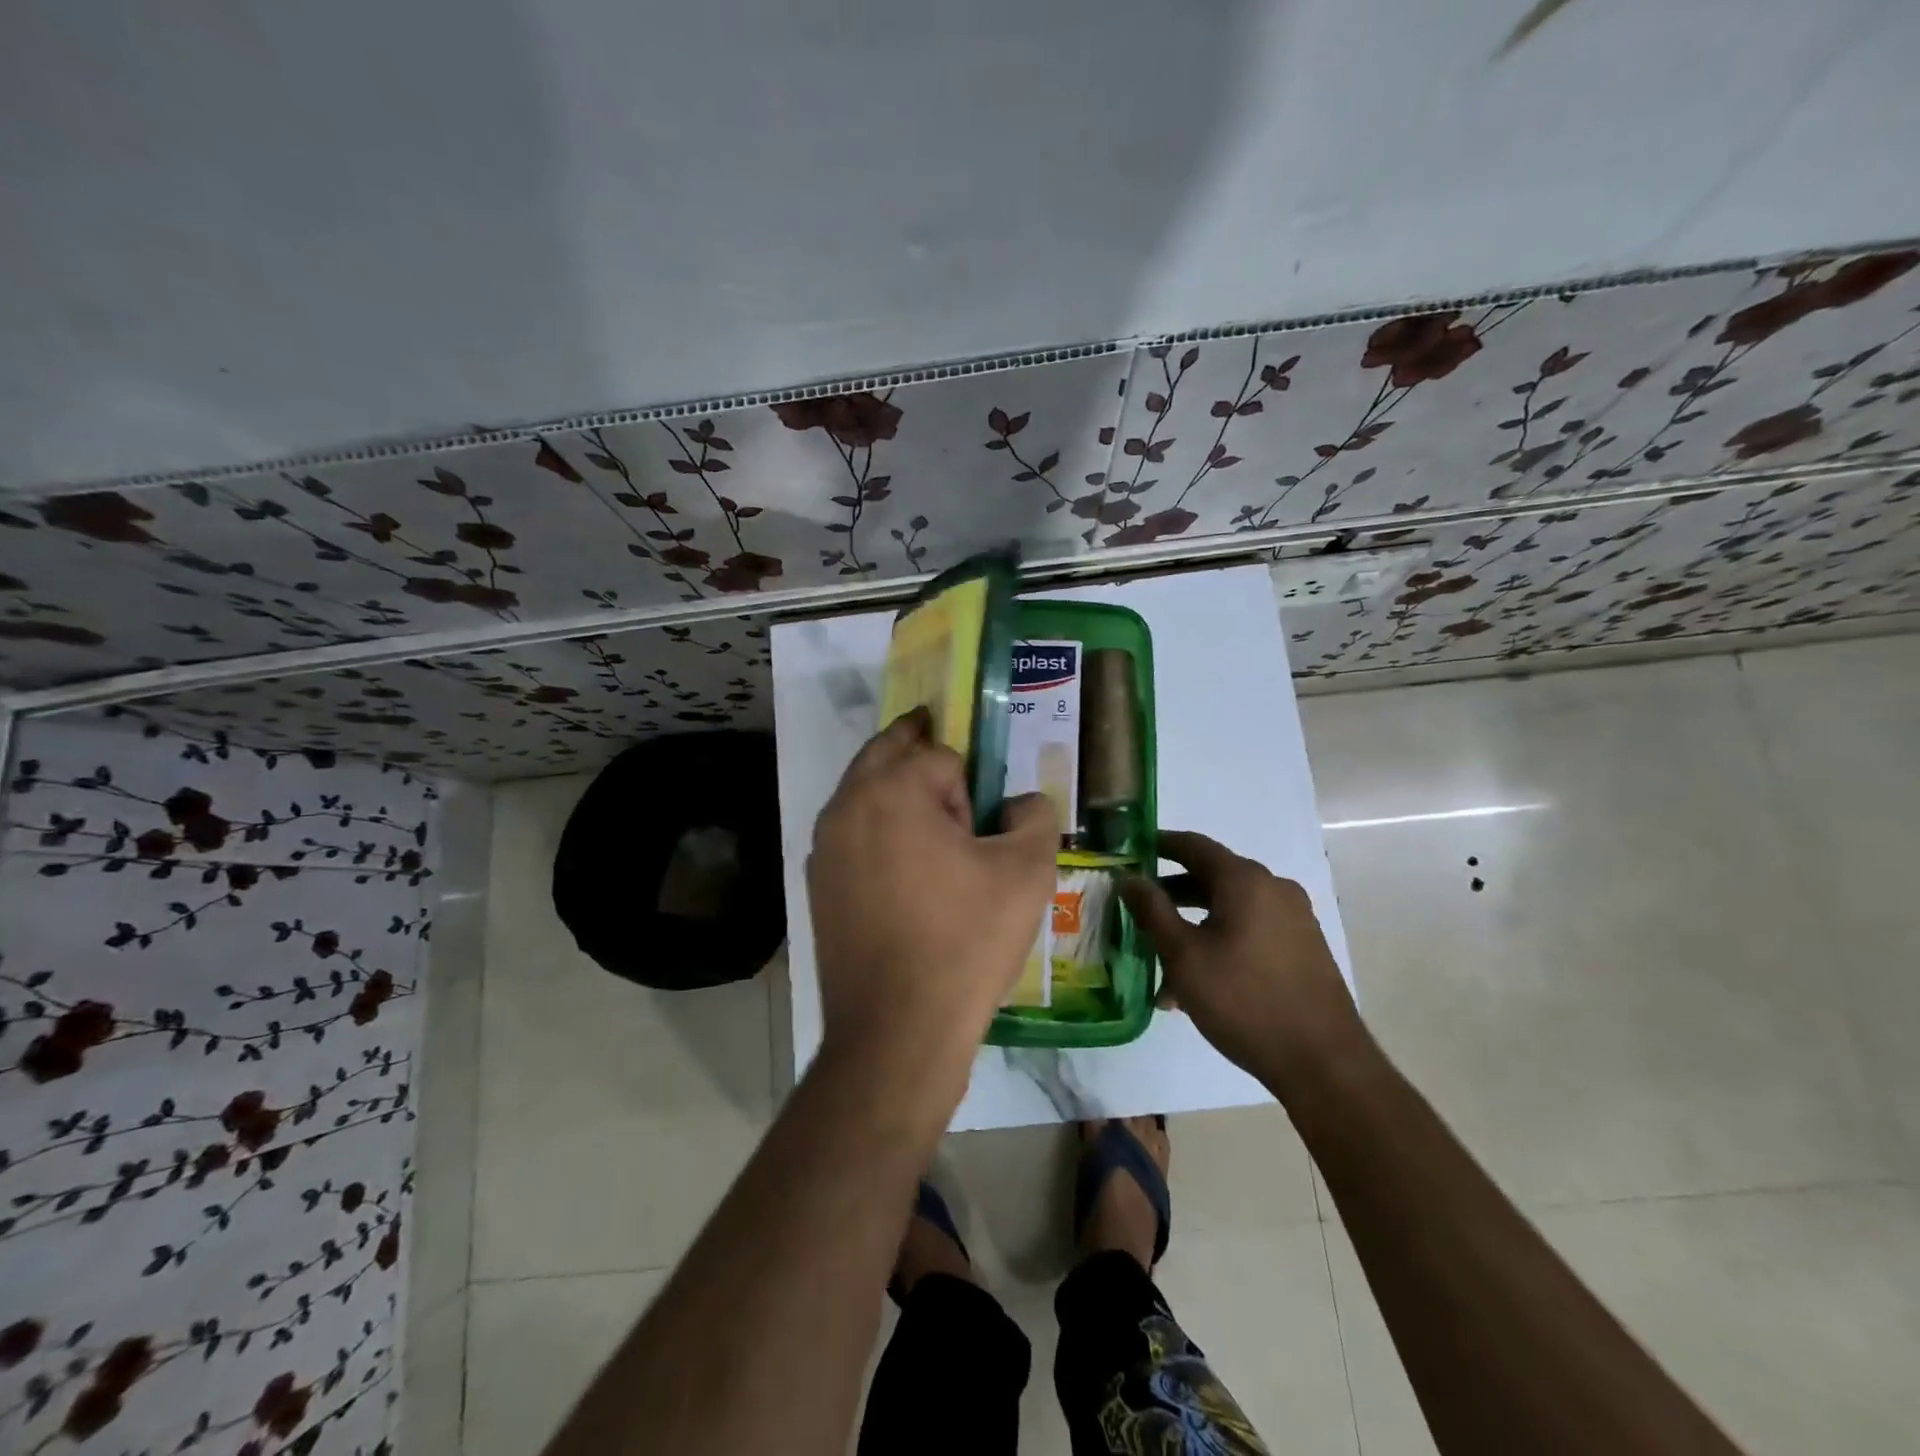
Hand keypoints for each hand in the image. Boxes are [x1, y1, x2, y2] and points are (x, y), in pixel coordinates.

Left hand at [808, 709, 1057, 1089]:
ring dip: (895, 794)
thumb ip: (1035, 816)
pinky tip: (904, 876)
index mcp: (891, 790)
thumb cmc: (965, 941)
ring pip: (864, 794)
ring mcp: (824, 847)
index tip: (981, 824)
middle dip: (920, 754)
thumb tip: (1020, 804)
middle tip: (955, 780)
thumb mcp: (1027, 871)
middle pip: (887, 753)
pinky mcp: (818, 885)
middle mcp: (846, 806)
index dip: (969, 785)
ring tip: (933, 834)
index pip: (939, 755)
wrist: (897, 1030)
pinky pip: (852, 836)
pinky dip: (877, 835)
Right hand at [1121, 830, 1364, 1090]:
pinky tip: (1196, 983)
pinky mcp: (1303, 948)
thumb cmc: (1244, 1000)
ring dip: (1192, 925)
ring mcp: (1293, 918)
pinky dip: (1219, 941)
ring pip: (1229, 909)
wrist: (1323, 1063)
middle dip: (1171, 894)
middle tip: (1136, 909)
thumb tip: (1128, 877)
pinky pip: (1250, 930)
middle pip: (1211, 877)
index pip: (1193, 845)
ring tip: (1160, 961)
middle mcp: (1273, 888)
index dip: (1158, 844)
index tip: (1129, 850)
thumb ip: (1152, 910)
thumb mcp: (1184, 955)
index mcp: (1245, 880)